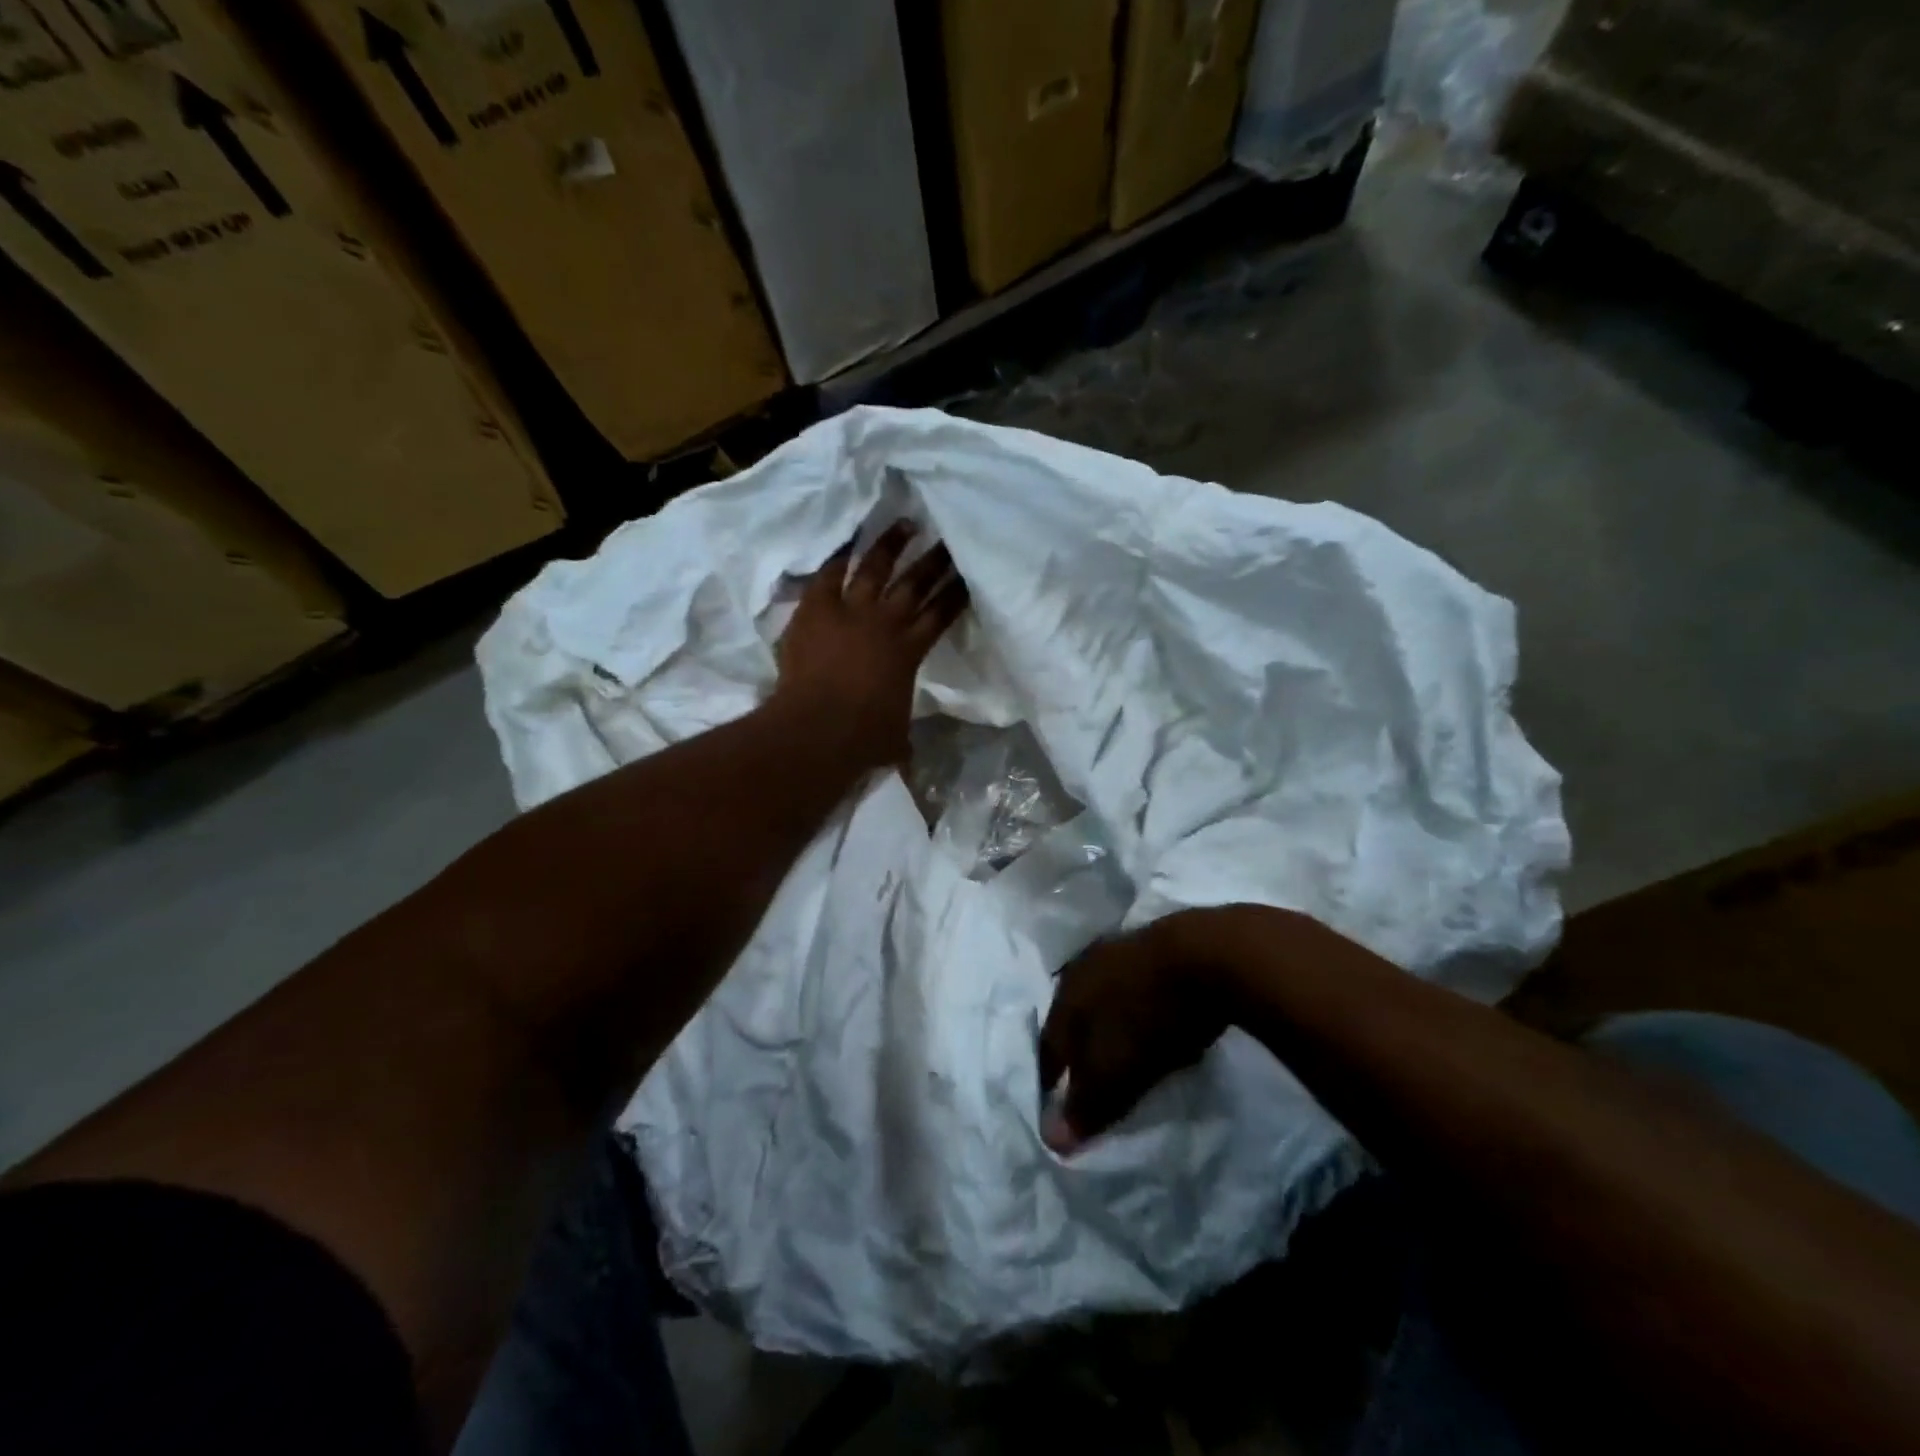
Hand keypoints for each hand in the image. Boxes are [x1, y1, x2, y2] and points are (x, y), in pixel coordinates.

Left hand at [774, 522, 969, 770]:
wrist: (818, 728)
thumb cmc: (863, 738)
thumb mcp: (895, 738)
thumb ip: (901, 732)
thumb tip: (905, 754)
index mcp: (909, 652)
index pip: (940, 615)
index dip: (955, 594)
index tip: (968, 575)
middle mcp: (885, 623)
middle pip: (915, 584)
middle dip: (935, 561)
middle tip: (948, 539)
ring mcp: (849, 612)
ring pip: (875, 569)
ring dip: (891, 545)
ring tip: (905, 523)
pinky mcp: (816, 609)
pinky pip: (829, 575)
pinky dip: (838, 558)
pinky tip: (848, 544)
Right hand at [1038, 911, 1238, 1154]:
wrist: (1208, 954)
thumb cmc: (1150, 1018)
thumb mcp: (1116, 1072)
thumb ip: (1084, 1106)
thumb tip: (1051, 1140)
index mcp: (1065, 997)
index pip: (1048, 1046)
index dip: (1050, 1078)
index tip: (1054, 1104)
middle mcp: (1083, 969)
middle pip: (1073, 1018)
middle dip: (1079, 1048)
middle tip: (1089, 1078)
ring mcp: (1118, 951)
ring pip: (1102, 997)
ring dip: (1108, 1024)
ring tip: (1122, 1050)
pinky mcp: (1154, 944)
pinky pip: (1133, 985)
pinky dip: (1136, 1006)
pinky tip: (1151, 1018)